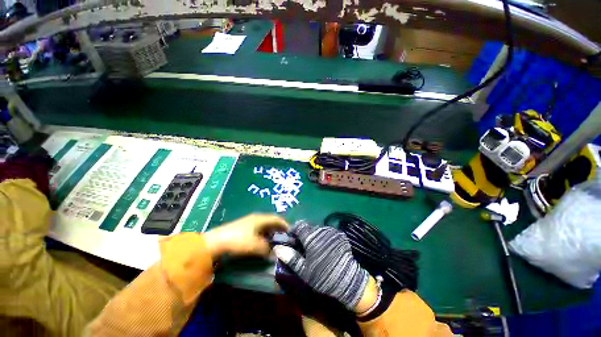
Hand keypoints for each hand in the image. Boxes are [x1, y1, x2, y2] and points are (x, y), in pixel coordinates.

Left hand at [204, 213, 288, 257]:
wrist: (215, 242)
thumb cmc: (238, 240)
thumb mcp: (255, 245)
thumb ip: (266, 249)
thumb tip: (274, 253)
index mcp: (260, 219)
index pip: (276, 218)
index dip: (285, 224)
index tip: (291, 231)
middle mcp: (256, 218)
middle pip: (271, 221)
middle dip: (279, 228)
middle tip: (285, 237)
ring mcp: (249, 223)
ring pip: (264, 226)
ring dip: (271, 232)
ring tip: (276, 241)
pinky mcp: (243, 229)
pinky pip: (258, 230)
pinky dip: (264, 235)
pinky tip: (264, 242)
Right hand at [273, 221, 375, 312]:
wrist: (348, 280)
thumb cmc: (323, 276)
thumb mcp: (304, 270)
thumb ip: (290, 257)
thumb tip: (277, 248)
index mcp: (311, 236)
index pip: (298, 225)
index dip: (293, 231)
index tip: (291, 240)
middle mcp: (322, 229)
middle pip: (308, 227)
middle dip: (303, 234)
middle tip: (302, 246)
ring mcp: (332, 231)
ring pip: (318, 229)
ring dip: (313, 235)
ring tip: (314, 248)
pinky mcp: (340, 235)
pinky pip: (327, 232)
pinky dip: (323, 237)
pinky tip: (325, 248)